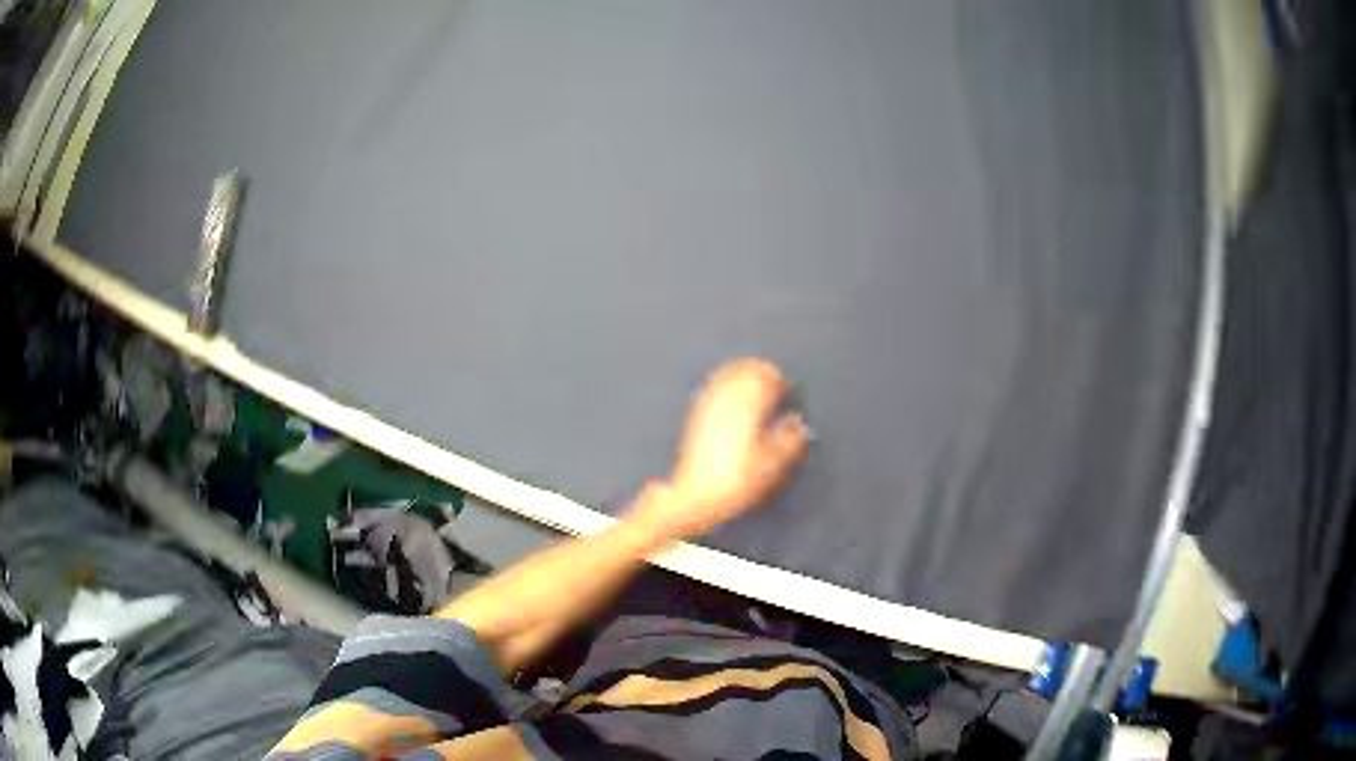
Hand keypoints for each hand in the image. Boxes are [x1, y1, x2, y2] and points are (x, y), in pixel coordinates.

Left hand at [637, 358, 808, 538]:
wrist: (696, 494)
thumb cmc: (737, 480)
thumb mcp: (773, 463)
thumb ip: (790, 438)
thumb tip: (797, 422)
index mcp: (749, 404)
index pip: (767, 376)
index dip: (781, 382)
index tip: (789, 393)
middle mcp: (727, 397)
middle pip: (746, 368)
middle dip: (762, 373)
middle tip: (774, 386)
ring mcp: (709, 403)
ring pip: (728, 373)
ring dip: (744, 375)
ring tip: (755, 387)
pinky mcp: (697, 414)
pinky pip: (715, 386)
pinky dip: (727, 385)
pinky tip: (733, 398)